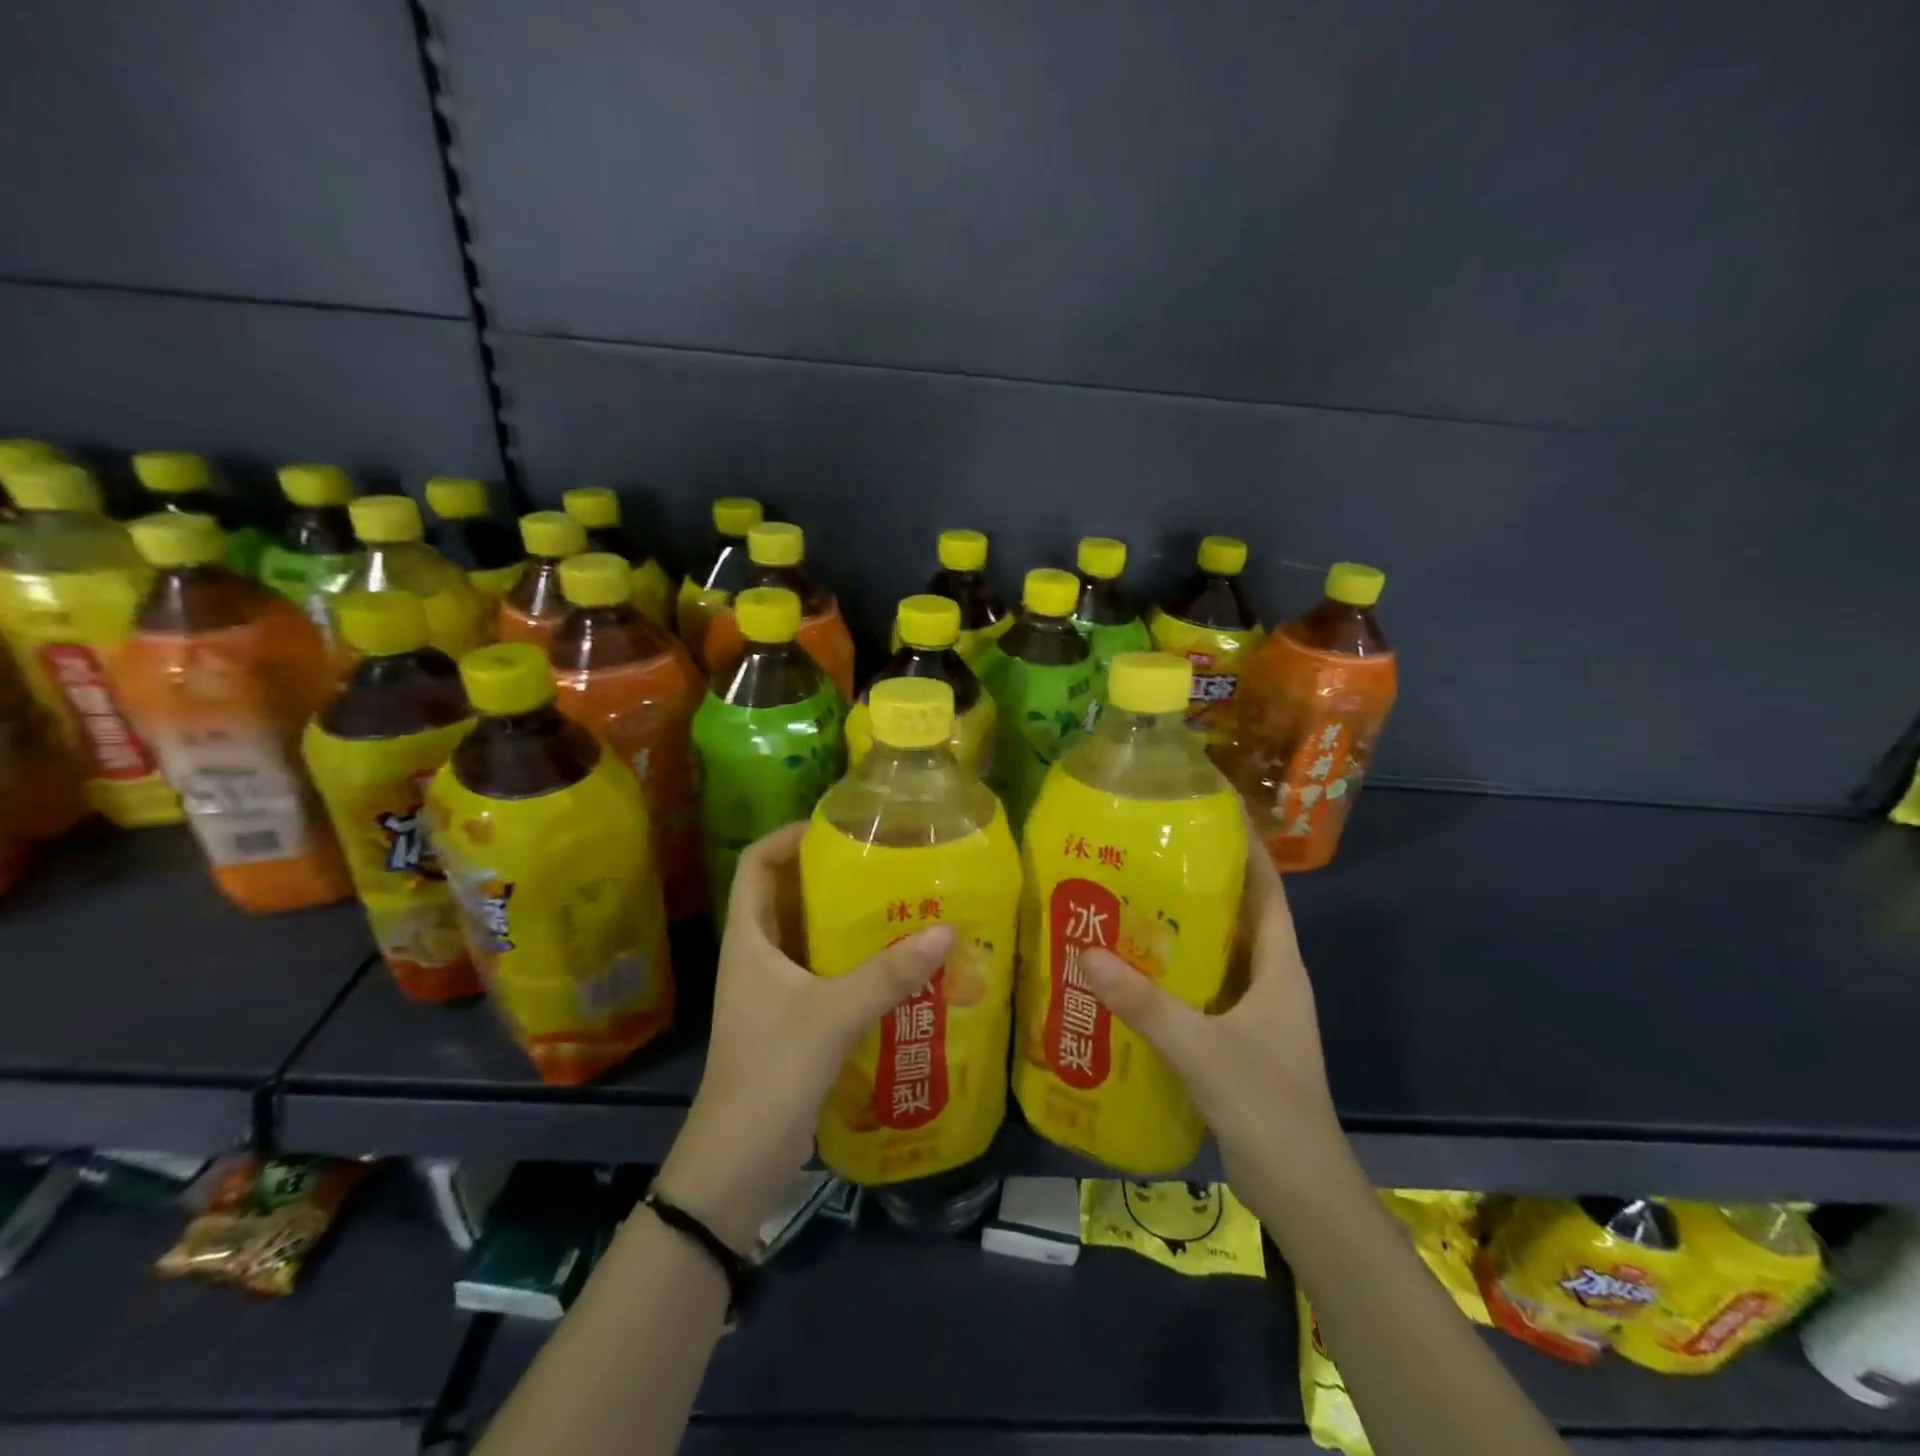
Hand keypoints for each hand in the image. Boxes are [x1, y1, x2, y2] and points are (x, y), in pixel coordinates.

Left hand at [654, 823, 953, 1251]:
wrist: (736, 1165)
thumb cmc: (770, 1074)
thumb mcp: (832, 1016)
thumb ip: (888, 974)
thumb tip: (946, 929)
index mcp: (749, 940)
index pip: (756, 864)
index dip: (788, 837)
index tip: (837, 828)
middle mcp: (758, 957)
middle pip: (789, 895)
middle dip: (832, 875)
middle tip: (885, 862)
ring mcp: (775, 991)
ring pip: (811, 936)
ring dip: (848, 921)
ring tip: (901, 903)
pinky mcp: (794, 1021)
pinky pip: (826, 973)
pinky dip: (856, 961)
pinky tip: (898, 964)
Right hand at [1079, 817, 1346, 1212]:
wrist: (1299, 1189)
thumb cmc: (1265, 1104)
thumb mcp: (1200, 1047)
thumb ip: (1144, 1003)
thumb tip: (1086, 953)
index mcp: (1280, 968)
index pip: (1268, 891)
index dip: (1248, 849)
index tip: (1213, 812)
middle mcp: (1271, 981)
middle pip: (1240, 915)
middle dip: (1203, 881)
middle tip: (1150, 853)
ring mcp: (1256, 1013)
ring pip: (1220, 954)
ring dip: (1186, 929)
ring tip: (1133, 900)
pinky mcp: (1237, 1040)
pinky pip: (1205, 990)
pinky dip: (1177, 973)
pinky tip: (1135, 971)